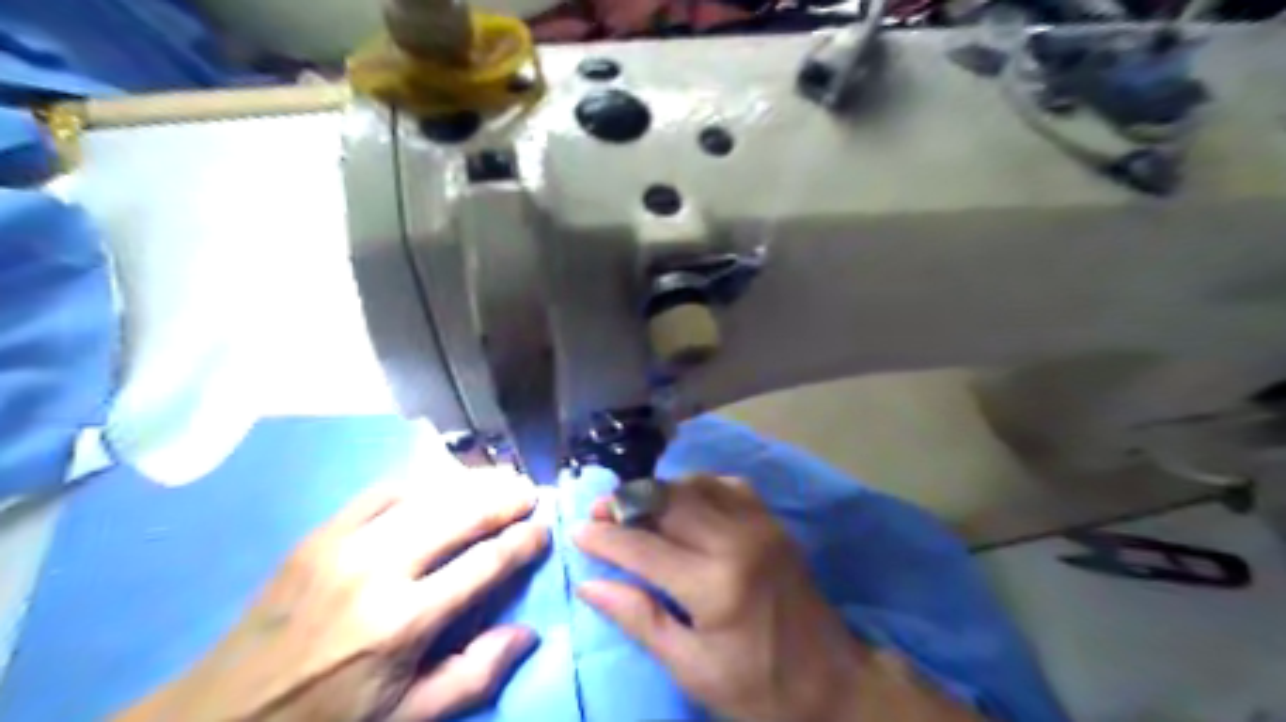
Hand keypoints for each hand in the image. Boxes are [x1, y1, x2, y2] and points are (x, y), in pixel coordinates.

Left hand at [120, 470, 557, 719]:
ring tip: (500, 479)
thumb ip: (474, 675)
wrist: (222, 717)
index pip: (485, 565)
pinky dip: (420, 483)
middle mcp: (380, 571)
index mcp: (404, 623)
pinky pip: (382, 491)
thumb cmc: (326, 721)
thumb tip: (528, 632)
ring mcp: (345, 544)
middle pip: (461, 516)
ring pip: (427, 494)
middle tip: (529, 492)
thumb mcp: (407, 718)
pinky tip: (439, 486)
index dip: (522, 542)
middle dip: (504, 500)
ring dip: (471, 483)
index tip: (543, 530)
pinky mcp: (319, 534)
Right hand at [572, 476, 985, 721]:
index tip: (577, 532)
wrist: (833, 681)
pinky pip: (727, 485)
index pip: (644, 547)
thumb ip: (640, 619)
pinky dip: (697, 486)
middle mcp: (737, 540)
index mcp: (715, 584)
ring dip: (659, 490)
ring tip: (633, 506)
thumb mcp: (692, 668)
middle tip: (599, 513)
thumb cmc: (758, 686)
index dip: (605, 538)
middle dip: (627, 502)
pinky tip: (683, 501)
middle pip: (668, 502)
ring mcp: (759, 524)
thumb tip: (591, 584)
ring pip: (696, 484)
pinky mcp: (772, 521)